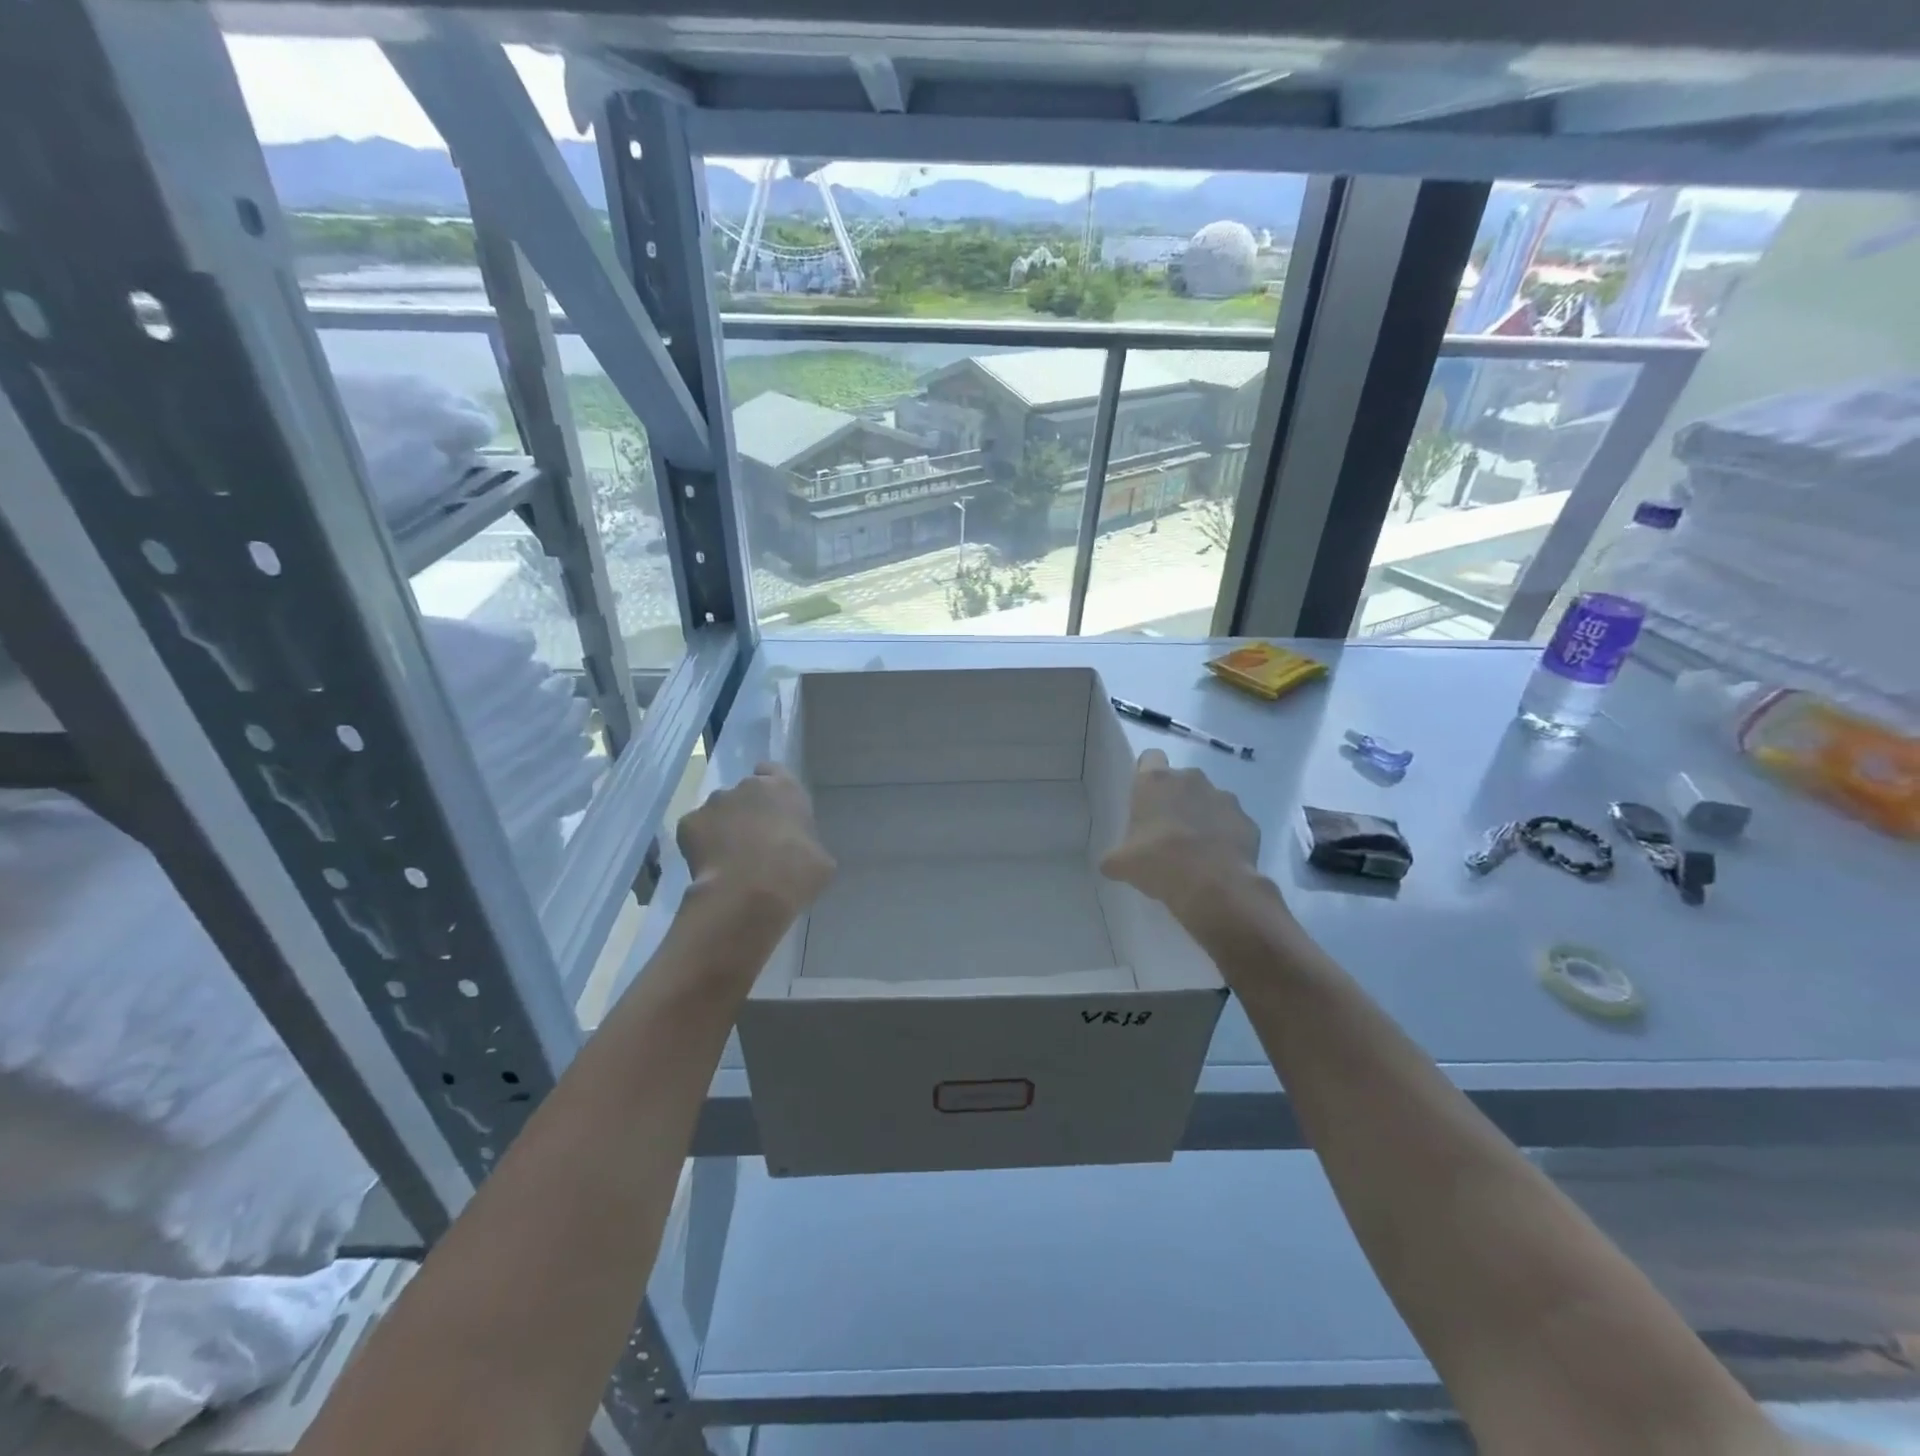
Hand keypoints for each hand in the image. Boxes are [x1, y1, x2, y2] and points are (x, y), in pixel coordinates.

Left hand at [677, 764, 834, 920]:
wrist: (749, 894)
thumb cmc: (796, 872)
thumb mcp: (820, 860)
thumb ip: (808, 844)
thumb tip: (802, 853)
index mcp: (785, 788)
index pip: (774, 771)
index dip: (772, 791)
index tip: (774, 812)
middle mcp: (747, 786)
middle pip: (744, 792)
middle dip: (747, 811)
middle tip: (754, 841)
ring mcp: (714, 802)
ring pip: (718, 811)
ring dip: (723, 827)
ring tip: (729, 857)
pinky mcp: (688, 823)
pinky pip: (696, 830)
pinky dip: (700, 844)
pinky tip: (710, 867)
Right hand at [1100, 749, 1266, 929]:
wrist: (1212, 886)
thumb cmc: (1158, 862)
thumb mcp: (1122, 864)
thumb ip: (1115, 857)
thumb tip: (1111, 864)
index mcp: (1155, 782)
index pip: (1150, 758)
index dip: (1146, 774)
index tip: (1144, 797)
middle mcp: (1191, 780)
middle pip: (1181, 780)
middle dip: (1176, 799)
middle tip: (1167, 830)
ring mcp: (1223, 798)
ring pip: (1209, 800)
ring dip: (1202, 816)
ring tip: (1196, 849)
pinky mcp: (1247, 821)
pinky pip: (1232, 823)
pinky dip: (1226, 836)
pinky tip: (1218, 860)